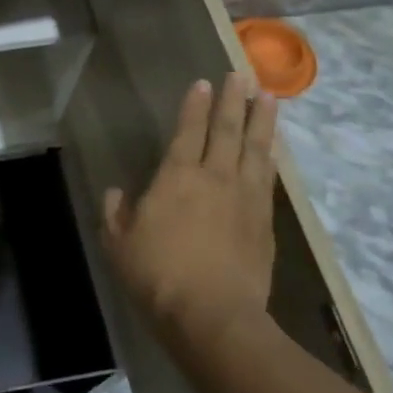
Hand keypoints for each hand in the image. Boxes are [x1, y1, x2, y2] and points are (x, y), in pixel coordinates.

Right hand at [101, 71, 278, 350]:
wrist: (214, 317)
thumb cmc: (158, 276)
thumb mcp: (119, 245)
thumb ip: (116, 214)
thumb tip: (117, 194)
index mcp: (176, 177)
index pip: (188, 131)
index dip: (194, 106)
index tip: (202, 83)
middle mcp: (215, 178)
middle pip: (227, 131)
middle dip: (232, 101)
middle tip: (241, 75)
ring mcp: (245, 199)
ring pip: (256, 149)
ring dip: (262, 121)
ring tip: (269, 97)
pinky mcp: (265, 222)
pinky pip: (270, 179)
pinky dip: (273, 157)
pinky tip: (275, 149)